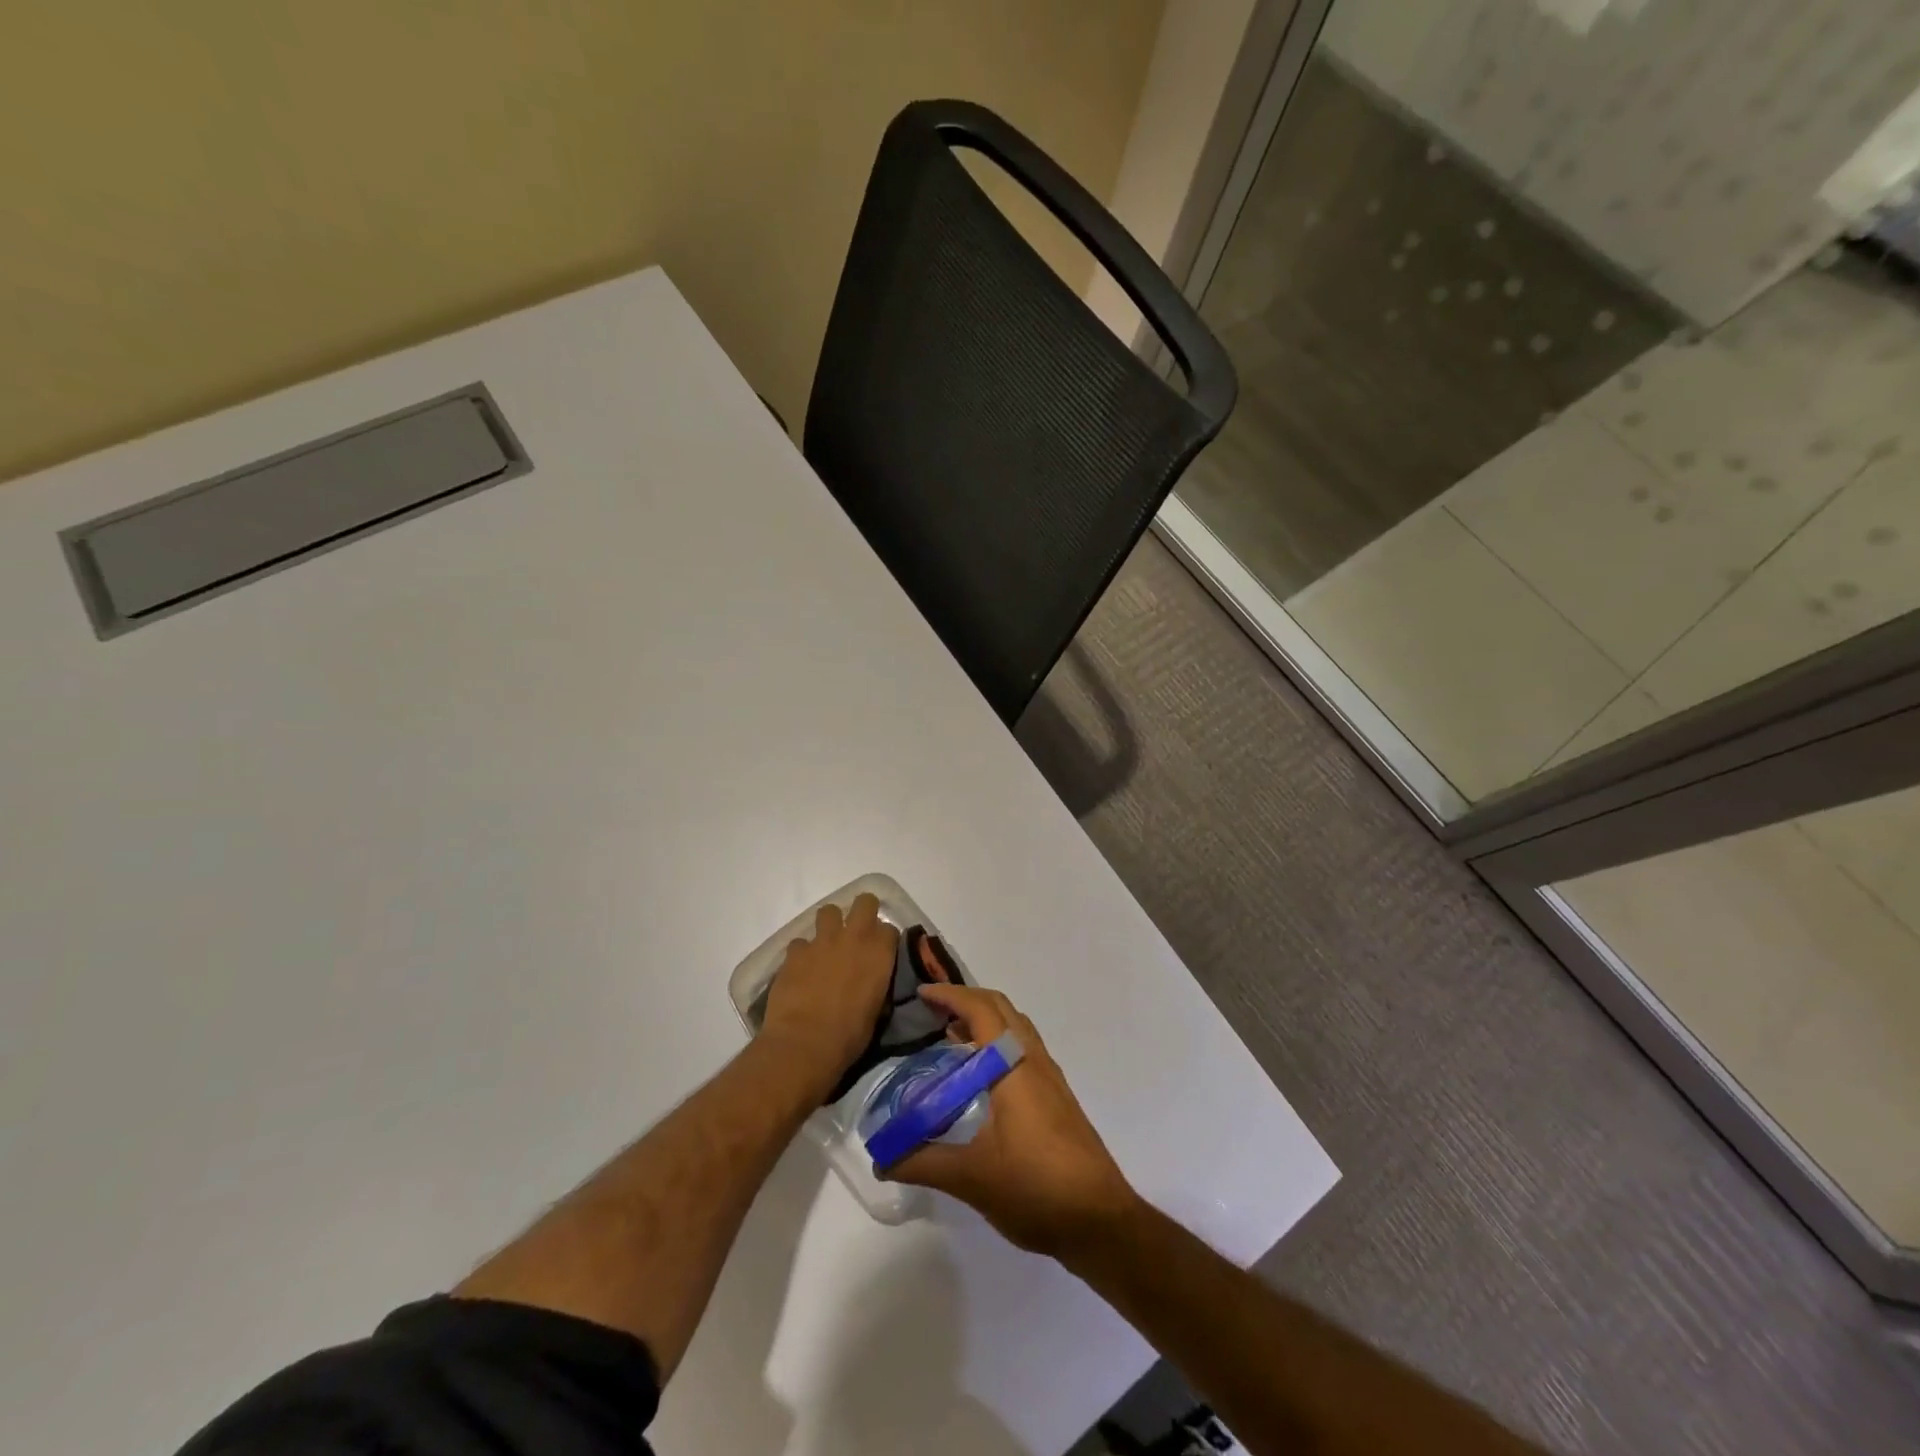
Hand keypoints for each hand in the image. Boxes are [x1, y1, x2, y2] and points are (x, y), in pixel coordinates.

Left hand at [759, 894, 897, 1096]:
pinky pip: (800, 942)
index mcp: (879, 953)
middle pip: (864, 902)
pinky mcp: (794, 952)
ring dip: (830, 925)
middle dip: (863, 912)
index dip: (884, 939)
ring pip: (828, 911)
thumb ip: (876, 984)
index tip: (881, 952)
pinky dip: (802, 953)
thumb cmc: (849, 1035)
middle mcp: (854, 937)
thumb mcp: (876, 1010)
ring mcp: (821, 941)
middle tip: (857, 932)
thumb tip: (872, 981)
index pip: (889, 929)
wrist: (804, 1043)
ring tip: (827, 946)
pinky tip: (801, 970)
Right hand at [886, 985, 1139, 1256]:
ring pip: (1016, 1027)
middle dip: (966, 1000)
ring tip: (950, 1036)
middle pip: (1001, 1008)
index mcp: (1014, 1066)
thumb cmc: (1035, 1187)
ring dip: (985, 1020)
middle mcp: (1034, 1060)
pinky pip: (1023, 1049)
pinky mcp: (1057, 1097)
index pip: (981, 1010)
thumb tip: (881, 1159)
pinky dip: (998, 1043)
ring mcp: (1050, 1078)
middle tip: (931, 1011)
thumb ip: (923, 1162)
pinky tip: (981, 1076)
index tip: (921, 994)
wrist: (1100, 1220)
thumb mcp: (972, 1177)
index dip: (951, 995)